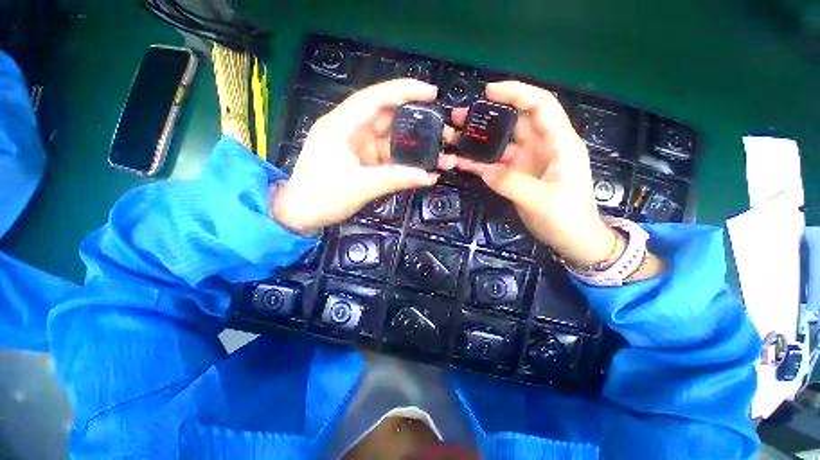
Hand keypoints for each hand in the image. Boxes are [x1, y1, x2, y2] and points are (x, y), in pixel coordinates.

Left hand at [271, 79, 444, 234]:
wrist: (302, 214)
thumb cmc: (323, 197)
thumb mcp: (361, 187)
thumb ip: (396, 179)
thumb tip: (429, 177)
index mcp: (341, 126)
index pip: (375, 98)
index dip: (404, 91)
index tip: (431, 93)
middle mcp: (348, 129)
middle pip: (385, 116)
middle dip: (414, 119)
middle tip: (441, 126)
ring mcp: (355, 145)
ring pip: (388, 137)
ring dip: (411, 144)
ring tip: (437, 148)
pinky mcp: (359, 159)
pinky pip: (384, 154)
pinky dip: (401, 159)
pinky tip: (419, 164)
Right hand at [442, 81, 614, 265]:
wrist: (571, 239)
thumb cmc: (566, 217)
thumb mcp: (540, 200)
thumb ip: (511, 183)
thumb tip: (485, 171)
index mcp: (558, 143)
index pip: (540, 106)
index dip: (516, 93)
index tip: (488, 91)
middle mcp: (541, 147)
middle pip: (513, 123)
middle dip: (487, 117)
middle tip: (459, 116)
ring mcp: (526, 163)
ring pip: (499, 145)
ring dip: (478, 141)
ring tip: (453, 137)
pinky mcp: (516, 176)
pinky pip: (494, 165)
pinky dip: (478, 163)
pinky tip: (460, 161)